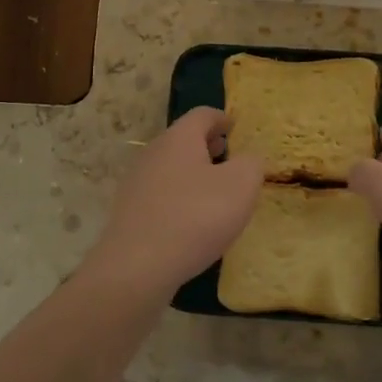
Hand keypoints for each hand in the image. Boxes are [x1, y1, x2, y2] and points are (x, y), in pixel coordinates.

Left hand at [90, 107, 263, 293]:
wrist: (138, 265)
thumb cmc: (196, 216)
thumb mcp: (240, 186)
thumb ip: (251, 164)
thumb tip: (248, 159)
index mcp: (179, 139)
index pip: (202, 115)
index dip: (222, 118)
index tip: (235, 126)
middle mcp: (153, 154)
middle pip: (182, 140)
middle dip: (206, 145)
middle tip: (227, 155)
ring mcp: (136, 184)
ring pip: (170, 168)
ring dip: (192, 173)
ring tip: (214, 191)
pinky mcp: (130, 212)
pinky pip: (160, 195)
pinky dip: (179, 197)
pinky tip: (192, 220)